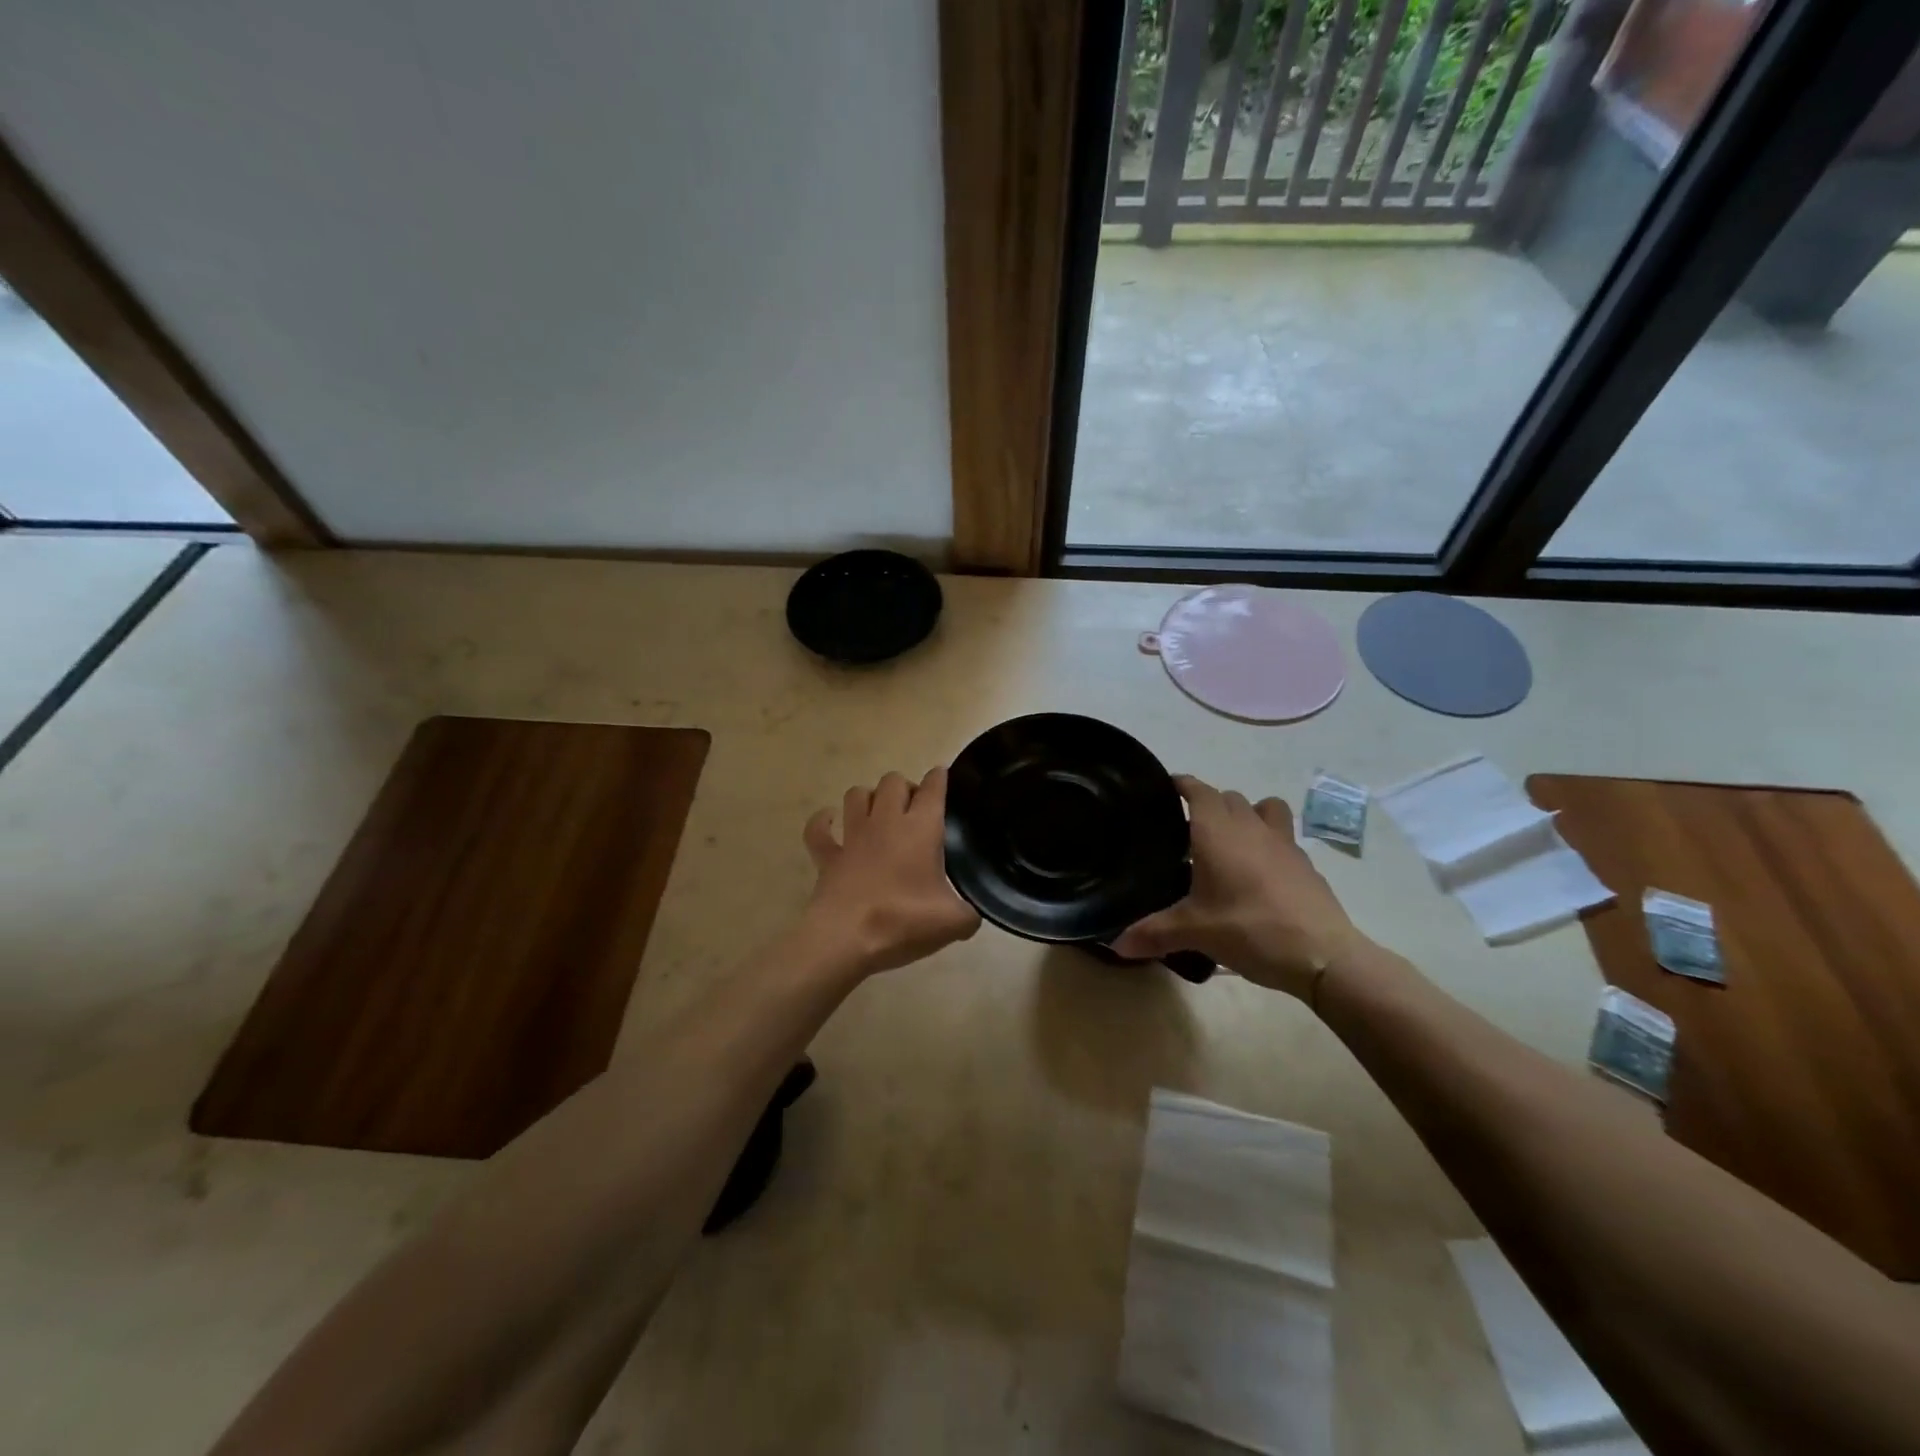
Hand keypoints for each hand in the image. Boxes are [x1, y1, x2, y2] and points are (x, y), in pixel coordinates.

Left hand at [800, 768, 980, 975]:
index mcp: (920, 829)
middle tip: (914, 810)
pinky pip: (818, 829)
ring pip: (857, 794)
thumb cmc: (904, 921)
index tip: (942, 776)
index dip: (939, 778)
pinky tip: (830, 822)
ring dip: (869, 797)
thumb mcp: (953, 923)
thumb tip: (971, 916)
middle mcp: (886, 822)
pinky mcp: (828, 856)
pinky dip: (823, 822)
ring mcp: (853, 837)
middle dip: (905, 788)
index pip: (933, 788)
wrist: (846, 939)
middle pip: (893, 782)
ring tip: (878, 812)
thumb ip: (968, 914)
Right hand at [1112, 775, 1369, 1002]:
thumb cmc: (1249, 929)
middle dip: (1209, 803)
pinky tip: (1259, 873)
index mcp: (1217, 832)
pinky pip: (1283, 837)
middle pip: (1228, 797)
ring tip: (1231, 841)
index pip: (1198, 790)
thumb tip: (1116, 945)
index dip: (1181, 784)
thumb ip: (1153, 933)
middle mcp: (1250, 827)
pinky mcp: (1304, 863)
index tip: (1164, 788)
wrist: (1322, 954)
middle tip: (1188, 828)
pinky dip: (1268, 843)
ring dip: (1246, 814)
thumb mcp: (1194, 932)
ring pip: (1263, 808)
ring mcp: (1283, 843)